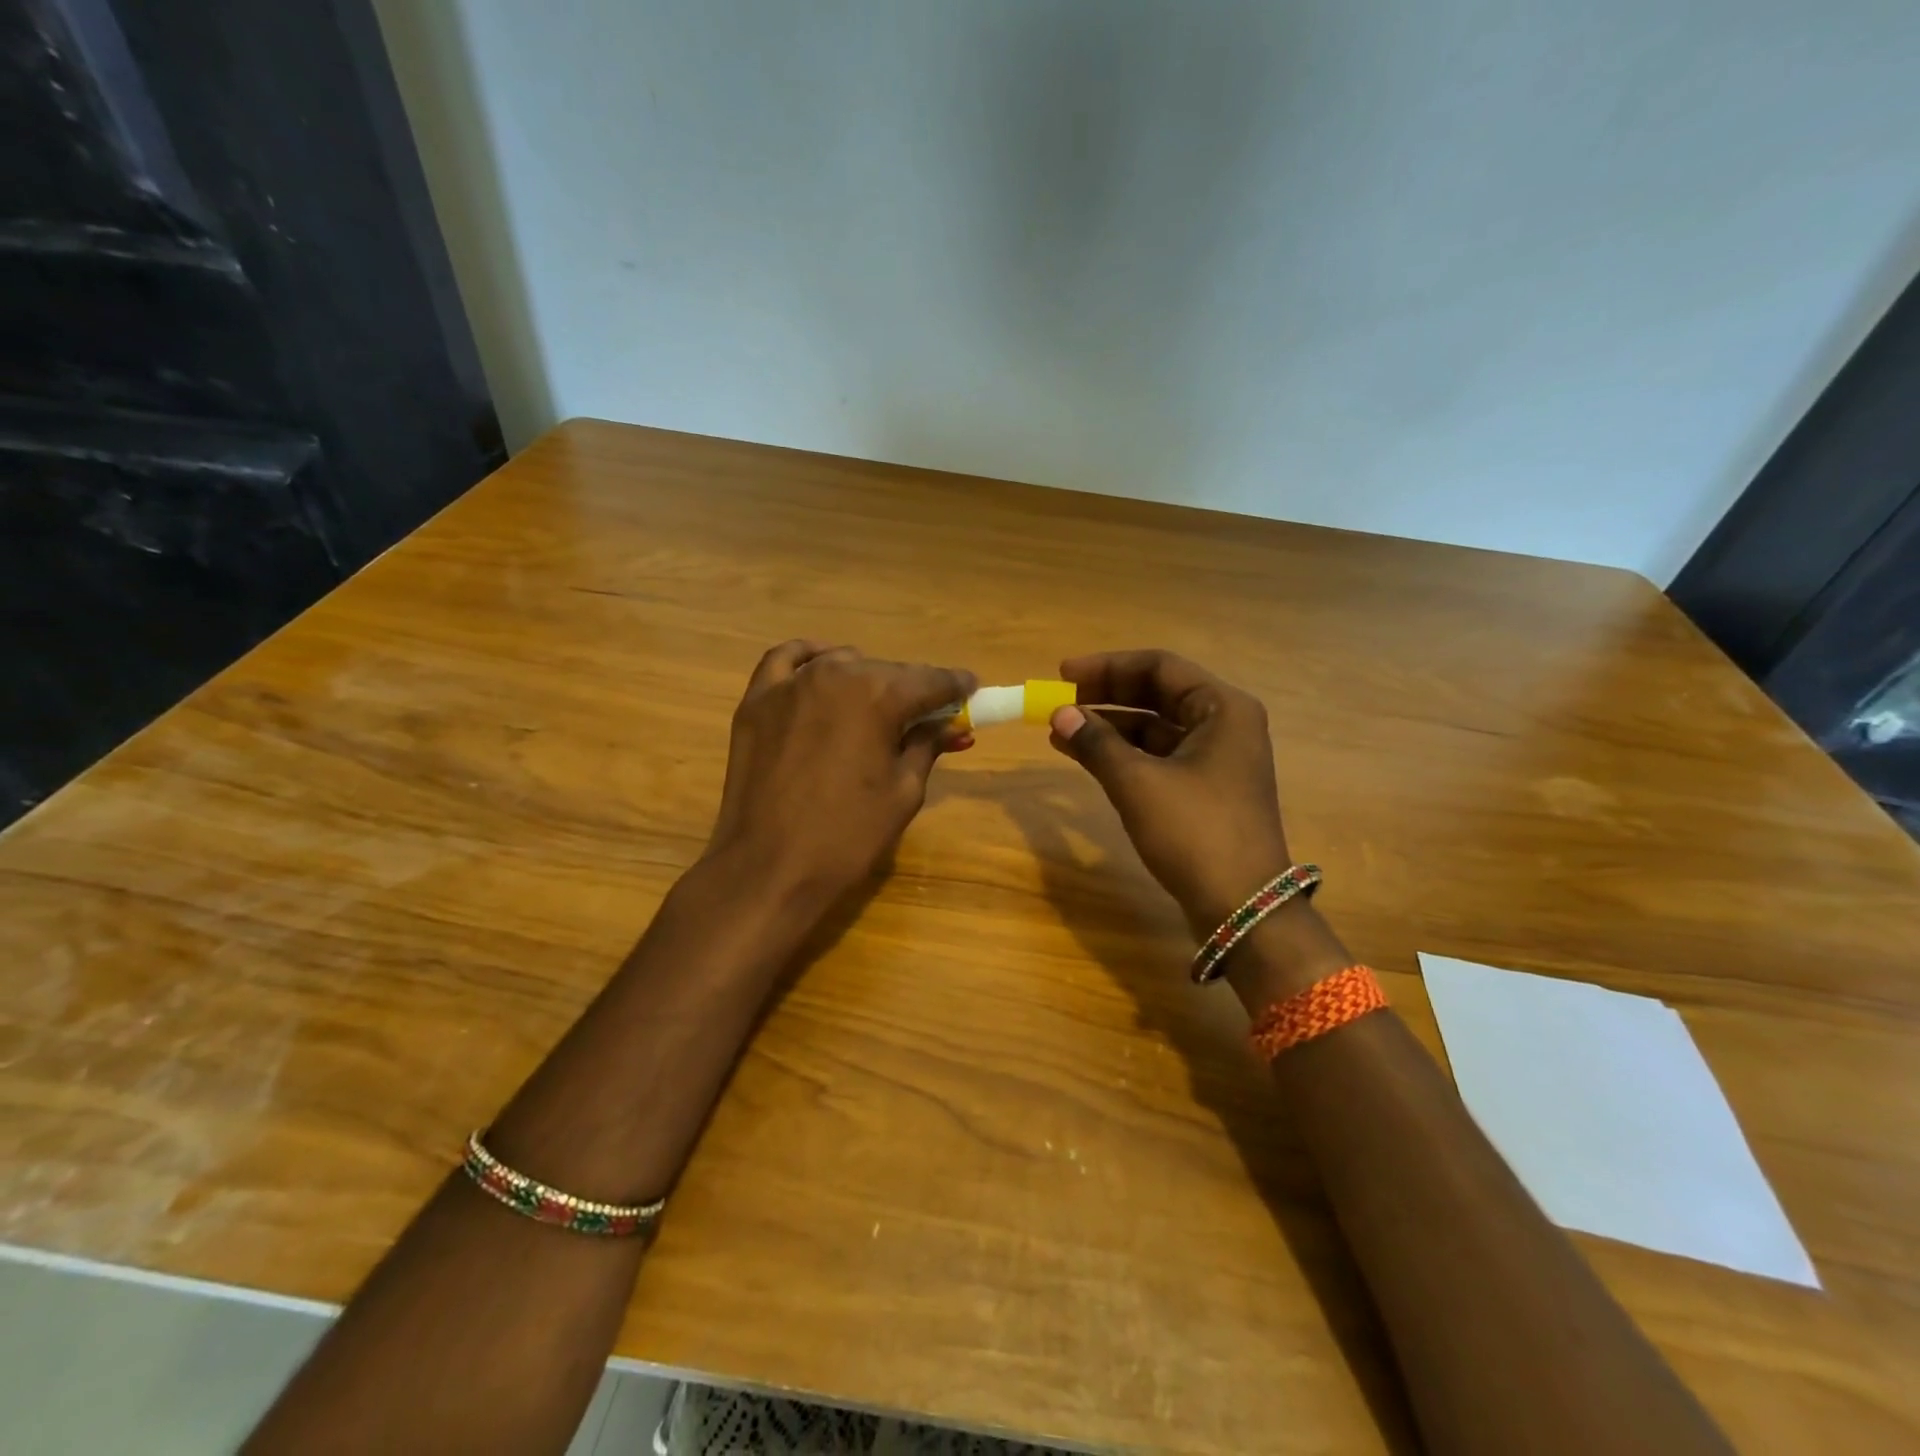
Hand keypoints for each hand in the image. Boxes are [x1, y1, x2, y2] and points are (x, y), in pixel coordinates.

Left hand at [707, 641, 974, 903]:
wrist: (769, 868)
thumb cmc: (848, 836)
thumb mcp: (904, 792)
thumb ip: (927, 745)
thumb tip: (949, 725)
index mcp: (879, 696)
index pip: (931, 681)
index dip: (956, 686)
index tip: (971, 689)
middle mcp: (836, 674)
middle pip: (888, 672)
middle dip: (913, 689)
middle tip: (927, 714)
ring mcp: (790, 684)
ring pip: (842, 664)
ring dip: (866, 679)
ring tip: (875, 707)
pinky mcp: (757, 701)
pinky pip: (786, 661)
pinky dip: (809, 658)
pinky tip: (822, 667)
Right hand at [1047, 650, 1292, 933]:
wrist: (1241, 907)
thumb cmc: (1194, 832)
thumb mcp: (1138, 783)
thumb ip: (1097, 742)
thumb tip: (1060, 713)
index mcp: (1222, 708)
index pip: (1159, 667)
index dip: (1107, 667)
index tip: (1063, 675)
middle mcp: (1224, 725)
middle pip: (1157, 694)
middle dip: (1106, 696)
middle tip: (1060, 700)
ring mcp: (1216, 759)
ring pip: (1155, 728)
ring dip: (1109, 727)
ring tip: (1061, 731)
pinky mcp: (1204, 790)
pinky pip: (1158, 757)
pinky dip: (1123, 754)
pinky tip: (1085, 757)